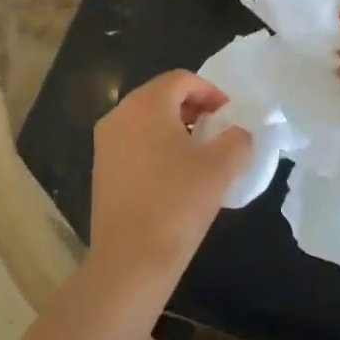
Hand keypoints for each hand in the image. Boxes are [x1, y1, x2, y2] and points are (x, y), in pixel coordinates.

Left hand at [90, 70, 252, 288]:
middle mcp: (119, 115)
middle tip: (217, 131)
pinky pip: (134, 142)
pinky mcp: (101, 168)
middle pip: (161, 96)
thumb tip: (238, 133)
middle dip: (193, 108)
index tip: (229, 116)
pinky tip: (175, 175)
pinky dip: (156, 146)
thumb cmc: (178, 204)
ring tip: (199, 154)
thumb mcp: (221, 167)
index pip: (181, 79)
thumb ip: (237, 139)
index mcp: (146, 105)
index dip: (211, 92)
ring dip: (175, 127)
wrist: (130, 260)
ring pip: (146, 119)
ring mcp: (105, 142)